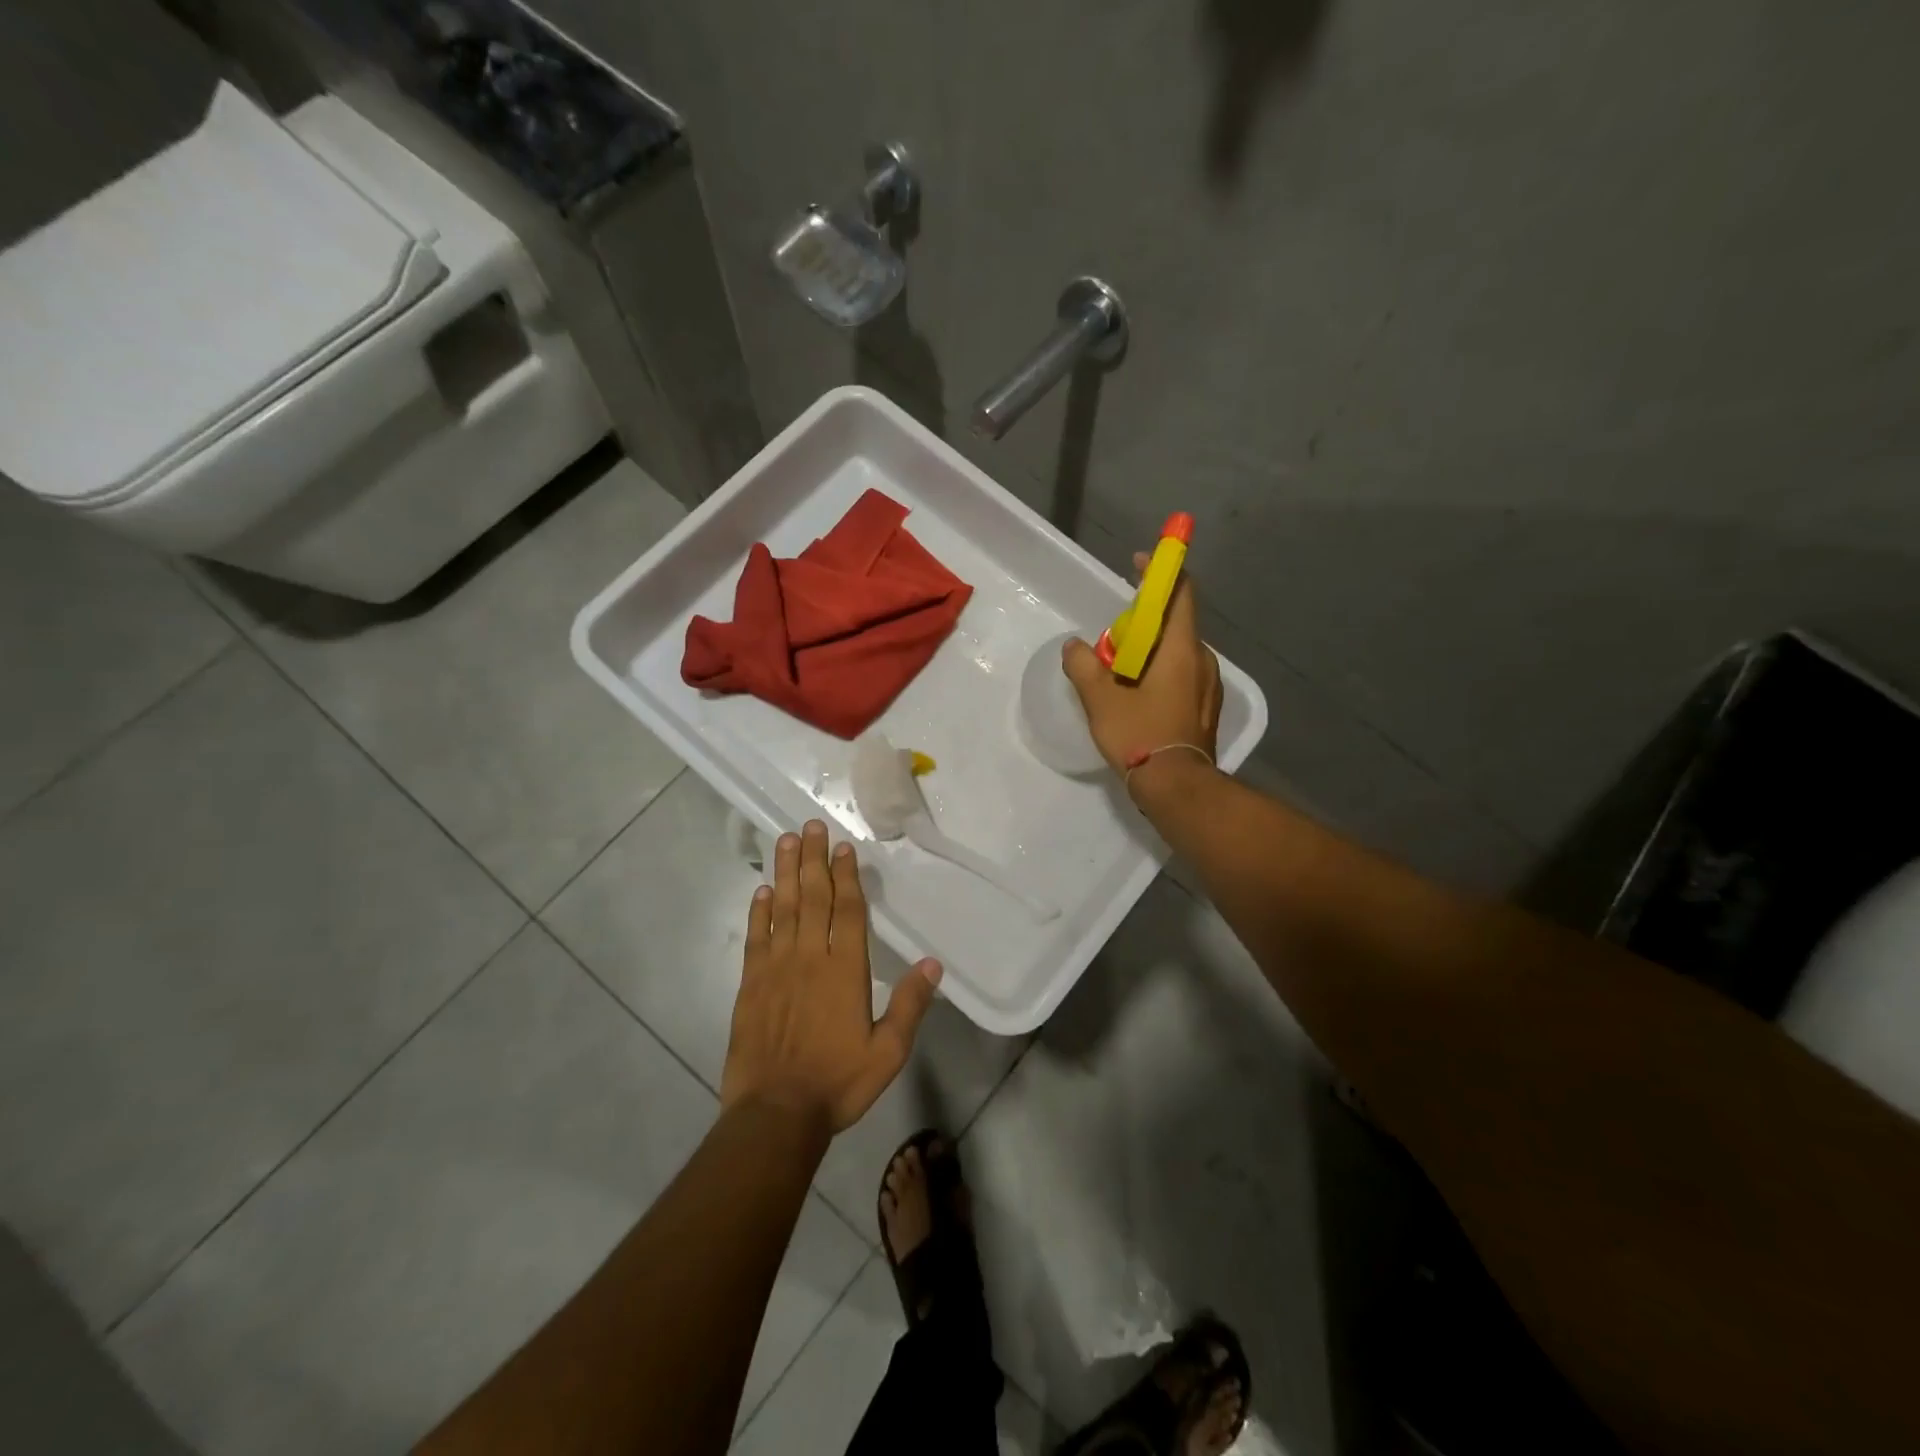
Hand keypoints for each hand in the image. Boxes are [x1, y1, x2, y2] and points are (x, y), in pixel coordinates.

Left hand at [722, 820, 941, 1134]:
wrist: (775, 1114)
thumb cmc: (837, 1083)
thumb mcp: (887, 1053)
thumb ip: (910, 1005)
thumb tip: (933, 964)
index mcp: (844, 970)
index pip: (848, 911)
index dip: (846, 876)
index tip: (842, 847)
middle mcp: (809, 958)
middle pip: (812, 897)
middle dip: (812, 859)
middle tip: (809, 825)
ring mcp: (776, 968)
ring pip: (782, 908)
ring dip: (785, 872)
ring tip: (785, 841)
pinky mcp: (751, 984)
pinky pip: (756, 937)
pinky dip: (759, 911)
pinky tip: (762, 891)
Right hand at [1063, 555, 1222, 778]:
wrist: (1177, 787)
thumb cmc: (1140, 735)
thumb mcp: (1101, 699)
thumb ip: (1083, 666)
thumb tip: (1074, 646)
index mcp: (1179, 648)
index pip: (1179, 593)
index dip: (1161, 571)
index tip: (1141, 561)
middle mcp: (1201, 659)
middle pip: (1176, 622)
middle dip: (1145, 619)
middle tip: (1114, 635)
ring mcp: (1208, 684)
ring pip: (1178, 651)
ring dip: (1151, 649)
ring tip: (1121, 669)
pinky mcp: (1206, 706)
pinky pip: (1183, 673)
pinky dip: (1161, 670)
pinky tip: (1138, 693)